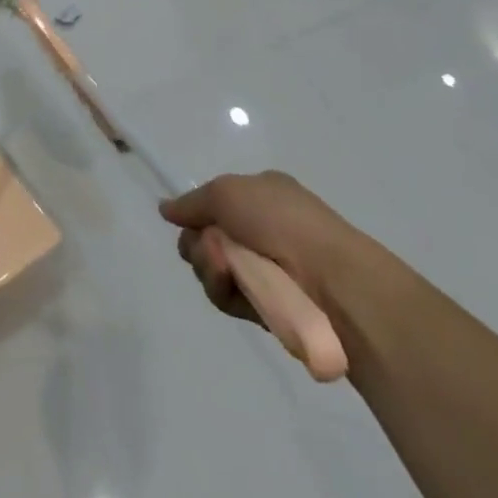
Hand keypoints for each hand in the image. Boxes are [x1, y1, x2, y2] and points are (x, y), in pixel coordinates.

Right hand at [159, 172, 362, 325]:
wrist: (332, 280)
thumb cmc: (281, 221)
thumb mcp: (227, 191)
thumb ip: (192, 202)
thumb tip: (165, 208)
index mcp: (261, 195)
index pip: (215, 203)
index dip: (197, 214)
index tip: (187, 221)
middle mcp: (263, 229)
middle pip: (207, 237)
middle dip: (198, 243)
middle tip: (210, 247)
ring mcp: (265, 269)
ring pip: (212, 268)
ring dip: (209, 266)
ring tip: (224, 268)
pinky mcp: (266, 305)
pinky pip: (227, 296)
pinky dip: (223, 289)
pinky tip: (233, 286)